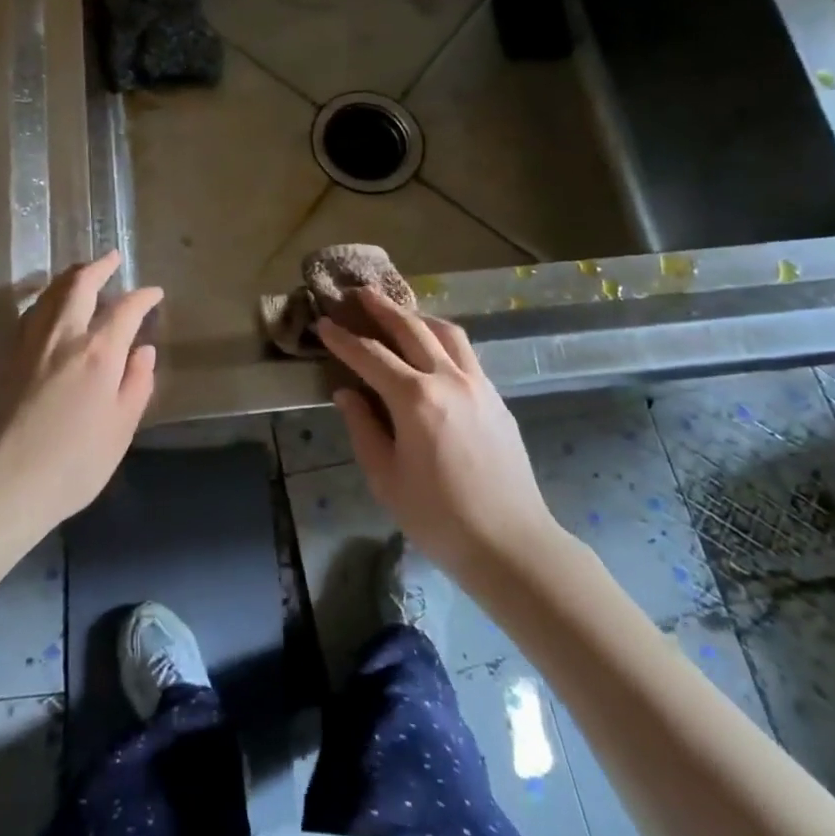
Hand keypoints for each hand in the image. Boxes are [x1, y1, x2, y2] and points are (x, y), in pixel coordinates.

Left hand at [0, 250, 162, 542]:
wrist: (5, 483)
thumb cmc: (74, 463)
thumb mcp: (121, 429)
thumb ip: (136, 384)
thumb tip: (143, 351)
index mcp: (98, 353)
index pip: (125, 310)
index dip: (143, 297)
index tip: (155, 293)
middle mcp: (63, 336)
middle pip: (79, 285)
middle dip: (99, 267)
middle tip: (112, 258)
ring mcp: (30, 343)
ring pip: (50, 293)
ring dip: (70, 277)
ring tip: (83, 273)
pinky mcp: (8, 357)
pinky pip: (31, 312)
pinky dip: (47, 298)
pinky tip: (50, 306)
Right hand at [318, 289, 555, 582]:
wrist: (511, 543)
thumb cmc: (438, 517)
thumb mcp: (386, 478)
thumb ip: (363, 428)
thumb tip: (346, 393)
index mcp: (415, 400)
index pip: (370, 356)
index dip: (343, 338)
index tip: (324, 324)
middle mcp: (448, 379)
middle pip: (411, 328)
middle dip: (382, 308)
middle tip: (360, 293)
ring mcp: (478, 384)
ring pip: (446, 332)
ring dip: (417, 316)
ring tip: (398, 312)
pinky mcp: (497, 397)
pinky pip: (466, 353)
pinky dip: (443, 338)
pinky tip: (433, 347)